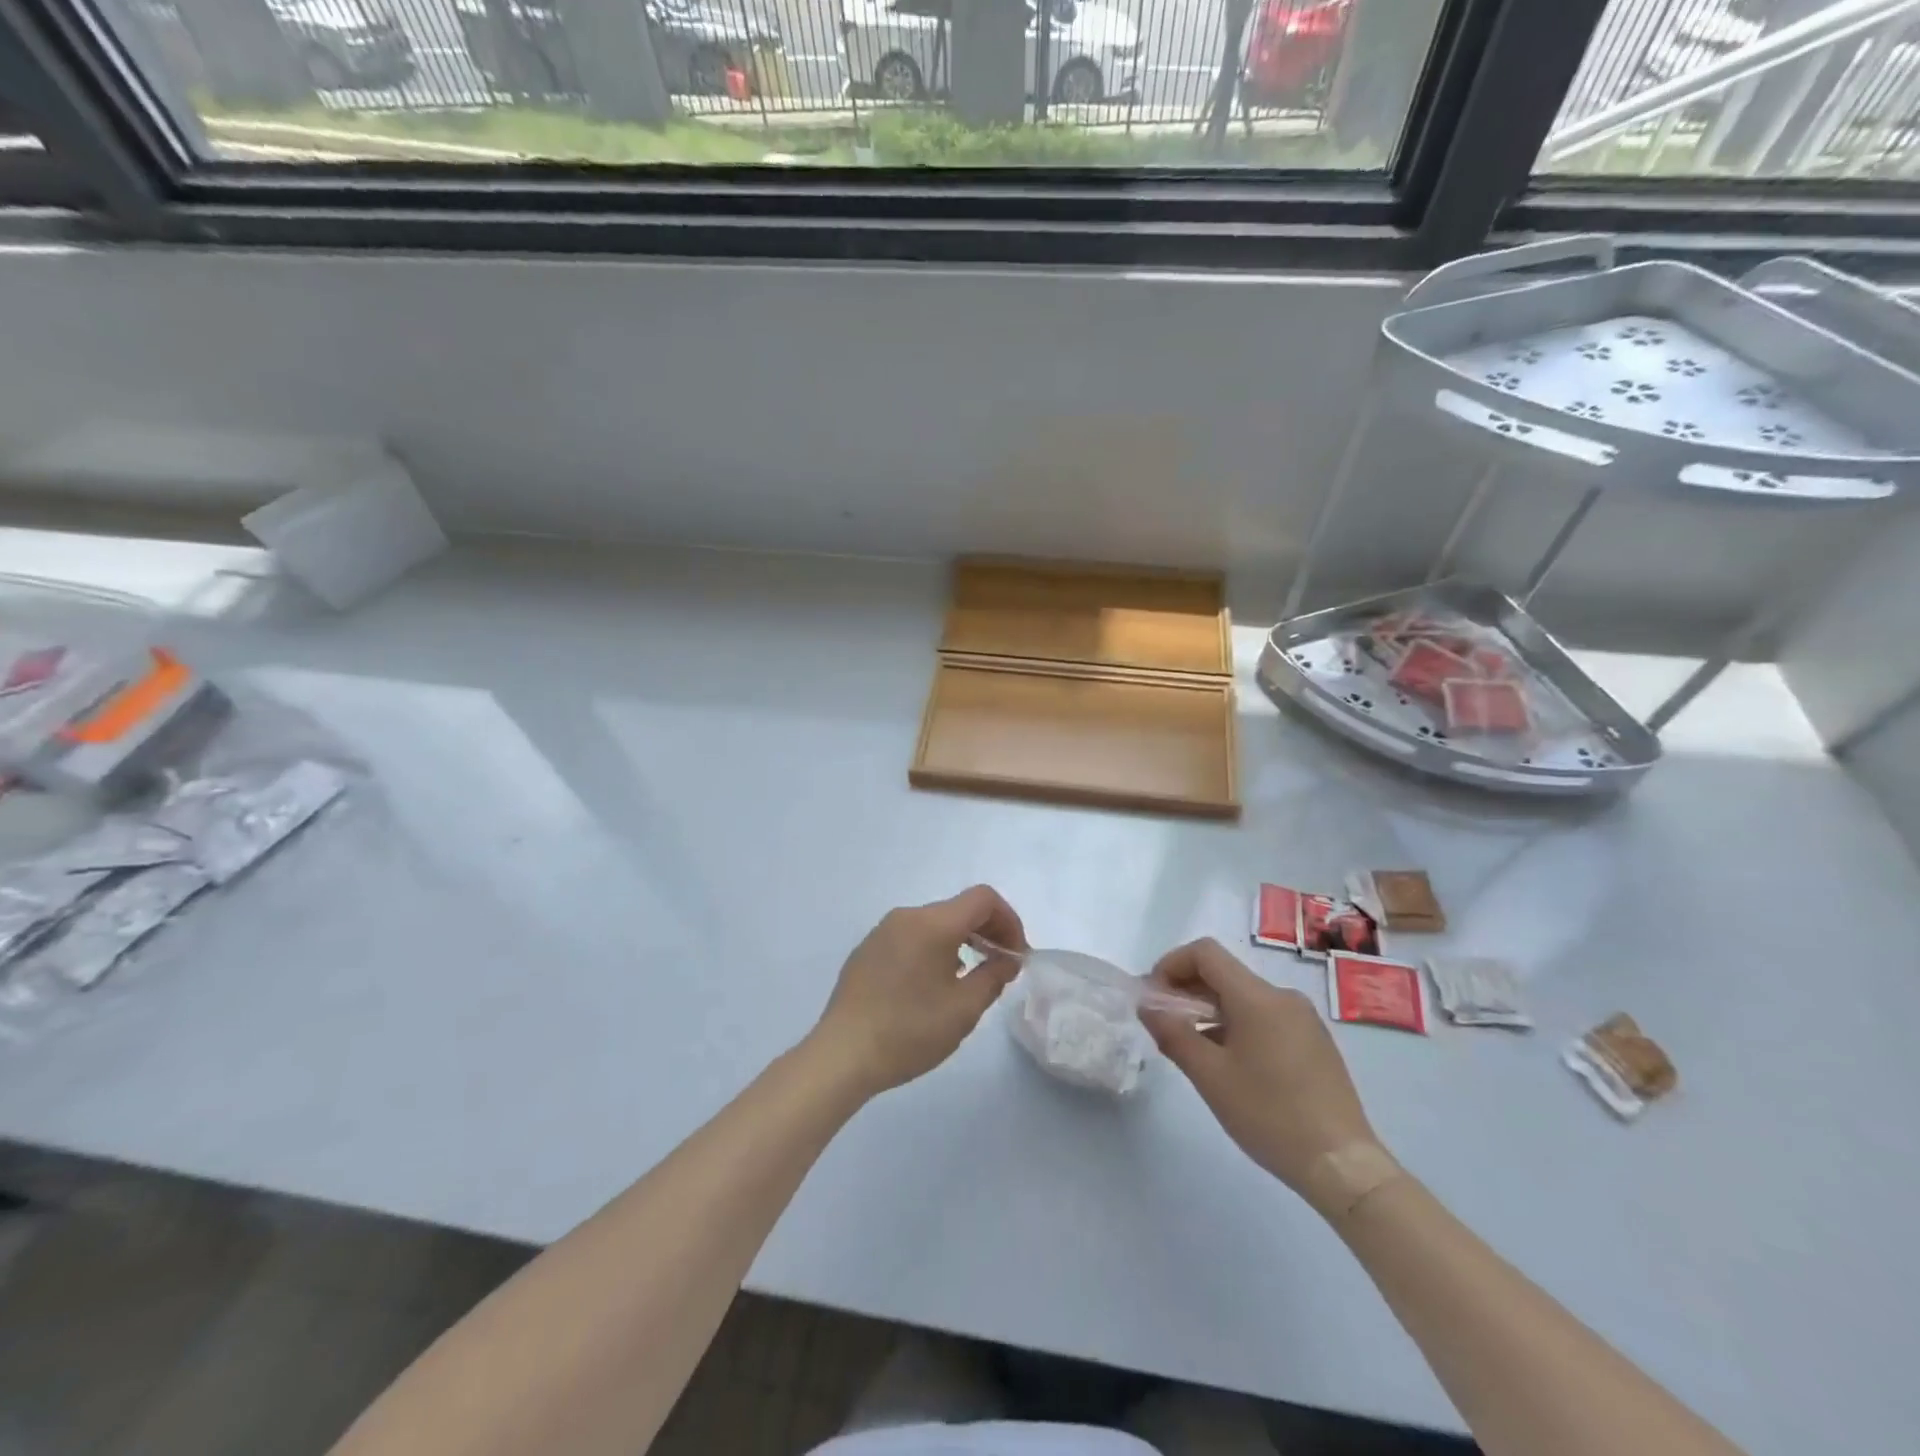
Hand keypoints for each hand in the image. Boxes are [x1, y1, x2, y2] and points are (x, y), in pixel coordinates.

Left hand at [812, 886, 1027, 1096]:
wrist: (842, 1055)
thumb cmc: (909, 1031)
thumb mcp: (964, 1009)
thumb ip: (994, 976)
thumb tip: (1008, 958)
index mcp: (932, 923)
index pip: (983, 899)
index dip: (1009, 920)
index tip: (1016, 955)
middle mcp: (906, 917)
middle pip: (958, 908)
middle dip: (987, 931)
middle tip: (1001, 967)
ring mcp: (882, 931)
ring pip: (934, 923)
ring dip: (961, 940)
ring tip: (970, 977)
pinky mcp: (867, 950)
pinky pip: (911, 937)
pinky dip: (934, 949)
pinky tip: (933, 985)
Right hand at [1141, 939, 1394, 1219]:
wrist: (1343, 1166)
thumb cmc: (1270, 1116)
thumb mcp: (1211, 1077)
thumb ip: (1173, 1034)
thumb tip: (1147, 1006)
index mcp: (1258, 997)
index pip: (1205, 953)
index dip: (1171, 964)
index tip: (1153, 996)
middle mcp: (1283, 997)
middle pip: (1224, 973)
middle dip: (1187, 989)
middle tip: (1163, 1023)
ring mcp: (1303, 1019)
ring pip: (1244, 997)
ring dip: (1210, 1009)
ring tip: (1191, 1047)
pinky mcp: (1314, 1042)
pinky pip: (1264, 1016)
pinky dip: (1235, 1024)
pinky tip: (1228, 1062)